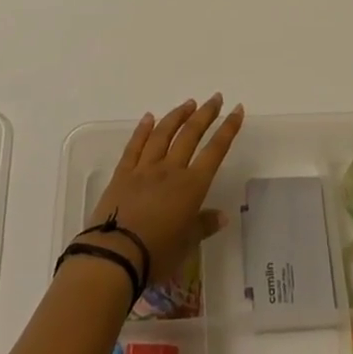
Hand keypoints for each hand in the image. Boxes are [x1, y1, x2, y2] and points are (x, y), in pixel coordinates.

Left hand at [87, 94, 244, 286]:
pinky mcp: (123, 173)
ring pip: (163, 134)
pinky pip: (135, 146)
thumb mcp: (186, 245)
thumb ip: (203, 226)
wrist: (115, 255)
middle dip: (206, 114)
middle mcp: (170, 170)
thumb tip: (222, 216)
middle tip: (216, 98)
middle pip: (190, 135)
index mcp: (191, 187)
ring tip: (188, 103)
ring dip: (177, 116)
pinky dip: (143, 129)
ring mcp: (145, 168)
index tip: (236, 110)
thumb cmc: (156, 254)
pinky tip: (149, 117)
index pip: (215, 151)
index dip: (228, 129)